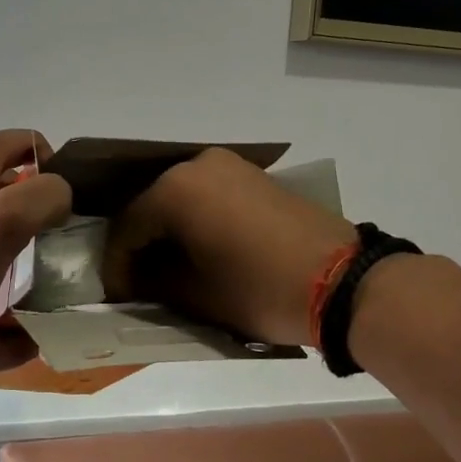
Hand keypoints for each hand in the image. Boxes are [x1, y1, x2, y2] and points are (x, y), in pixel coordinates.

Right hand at [101, 146, 355, 346]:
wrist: (344, 282)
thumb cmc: (260, 290)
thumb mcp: (197, 294)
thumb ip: (153, 282)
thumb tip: (136, 279)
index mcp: (175, 189)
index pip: (127, 227)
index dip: (116, 265)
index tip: (116, 296)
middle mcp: (196, 165)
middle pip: (150, 206)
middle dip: (140, 245)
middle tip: (137, 283)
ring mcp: (228, 166)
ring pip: (178, 198)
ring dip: (167, 232)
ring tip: (167, 270)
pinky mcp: (252, 176)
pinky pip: (206, 195)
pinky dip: (194, 221)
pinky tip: (197, 250)